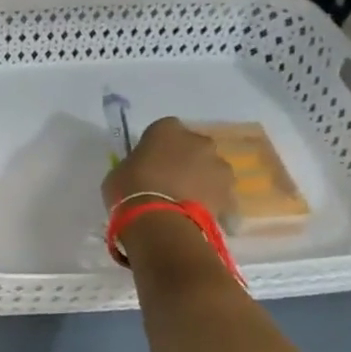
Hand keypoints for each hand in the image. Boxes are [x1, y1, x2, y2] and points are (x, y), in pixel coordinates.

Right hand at [102, 117, 237, 222]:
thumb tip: (142, 169)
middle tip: (169, 181)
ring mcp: (219, 166)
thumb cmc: (130, 189)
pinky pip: (219, 194)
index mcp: (167, 129)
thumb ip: (136, 164)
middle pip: (193, 147)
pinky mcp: (229, 192)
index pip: (164, 130)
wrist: (160, 222)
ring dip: (200, 179)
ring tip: (184, 201)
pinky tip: (196, 215)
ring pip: (210, 169)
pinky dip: (211, 201)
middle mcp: (198, 141)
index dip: (157, 146)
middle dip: (184, 160)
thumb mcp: (120, 171)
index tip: (149, 161)